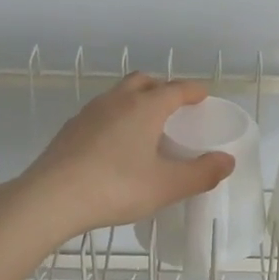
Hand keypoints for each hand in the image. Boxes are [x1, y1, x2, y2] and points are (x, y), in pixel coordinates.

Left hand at [8, 74, 233, 245]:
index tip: (204, 95)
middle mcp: (118, 100)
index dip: (193, 91)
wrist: (51, 198)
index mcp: (145, 107)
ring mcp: (89, 112)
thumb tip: (227, 161)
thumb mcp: (166, 186)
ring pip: (119, 94)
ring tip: (146, 125)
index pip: (176, 89)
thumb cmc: (116, 187)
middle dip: (162, 88)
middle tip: (175, 107)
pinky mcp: (70, 129)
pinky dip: (116, 118)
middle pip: (144, 81)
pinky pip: (101, 112)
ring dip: (136, 101)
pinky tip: (115, 144)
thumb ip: (200, 173)